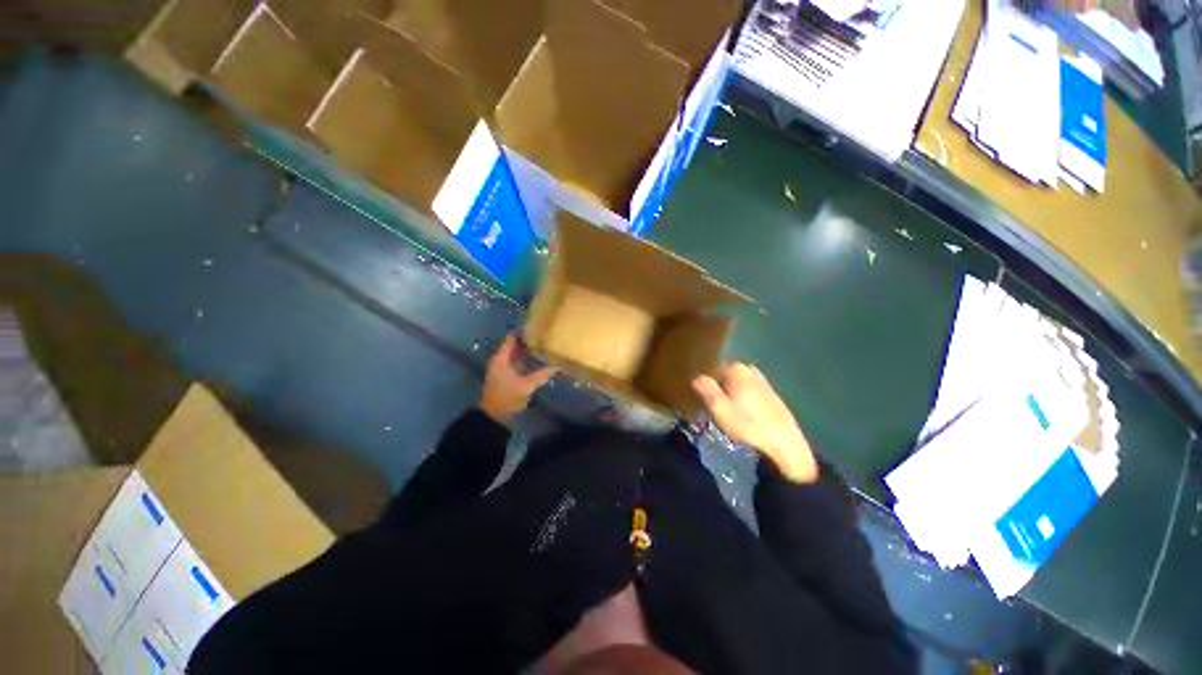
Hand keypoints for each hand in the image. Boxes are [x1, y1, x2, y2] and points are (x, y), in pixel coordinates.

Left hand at [480, 335, 556, 424]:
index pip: (512, 338)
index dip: (524, 331)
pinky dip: (527, 359)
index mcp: (501, 358)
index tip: (538, 326)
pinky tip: (539, 360)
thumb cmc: (507, 398)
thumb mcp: (527, 386)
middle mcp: (501, 360)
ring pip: (517, 354)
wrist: (495, 416)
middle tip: (545, 335)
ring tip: (545, 345)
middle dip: (529, 341)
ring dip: (529, 351)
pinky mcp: (507, 375)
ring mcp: (503, 368)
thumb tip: (558, 364)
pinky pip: (518, 362)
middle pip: (515, 345)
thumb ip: (542, 374)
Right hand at [692, 363, 818, 483]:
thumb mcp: (719, 409)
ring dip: (729, 397)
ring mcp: (761, 380)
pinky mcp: (770, 393)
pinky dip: (741, 401)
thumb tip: (696, 377)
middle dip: (717, 391)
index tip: (702, 404)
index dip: (703, 388)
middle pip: (722, 378)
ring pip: (735, 385)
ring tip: (728, 417)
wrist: (786, 445)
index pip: (708, 373)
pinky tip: (743, 418)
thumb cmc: (749, 426)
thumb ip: (705, 389)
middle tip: (714, 412)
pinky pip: (746, 392)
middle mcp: (749, 369)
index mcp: (736, 368)